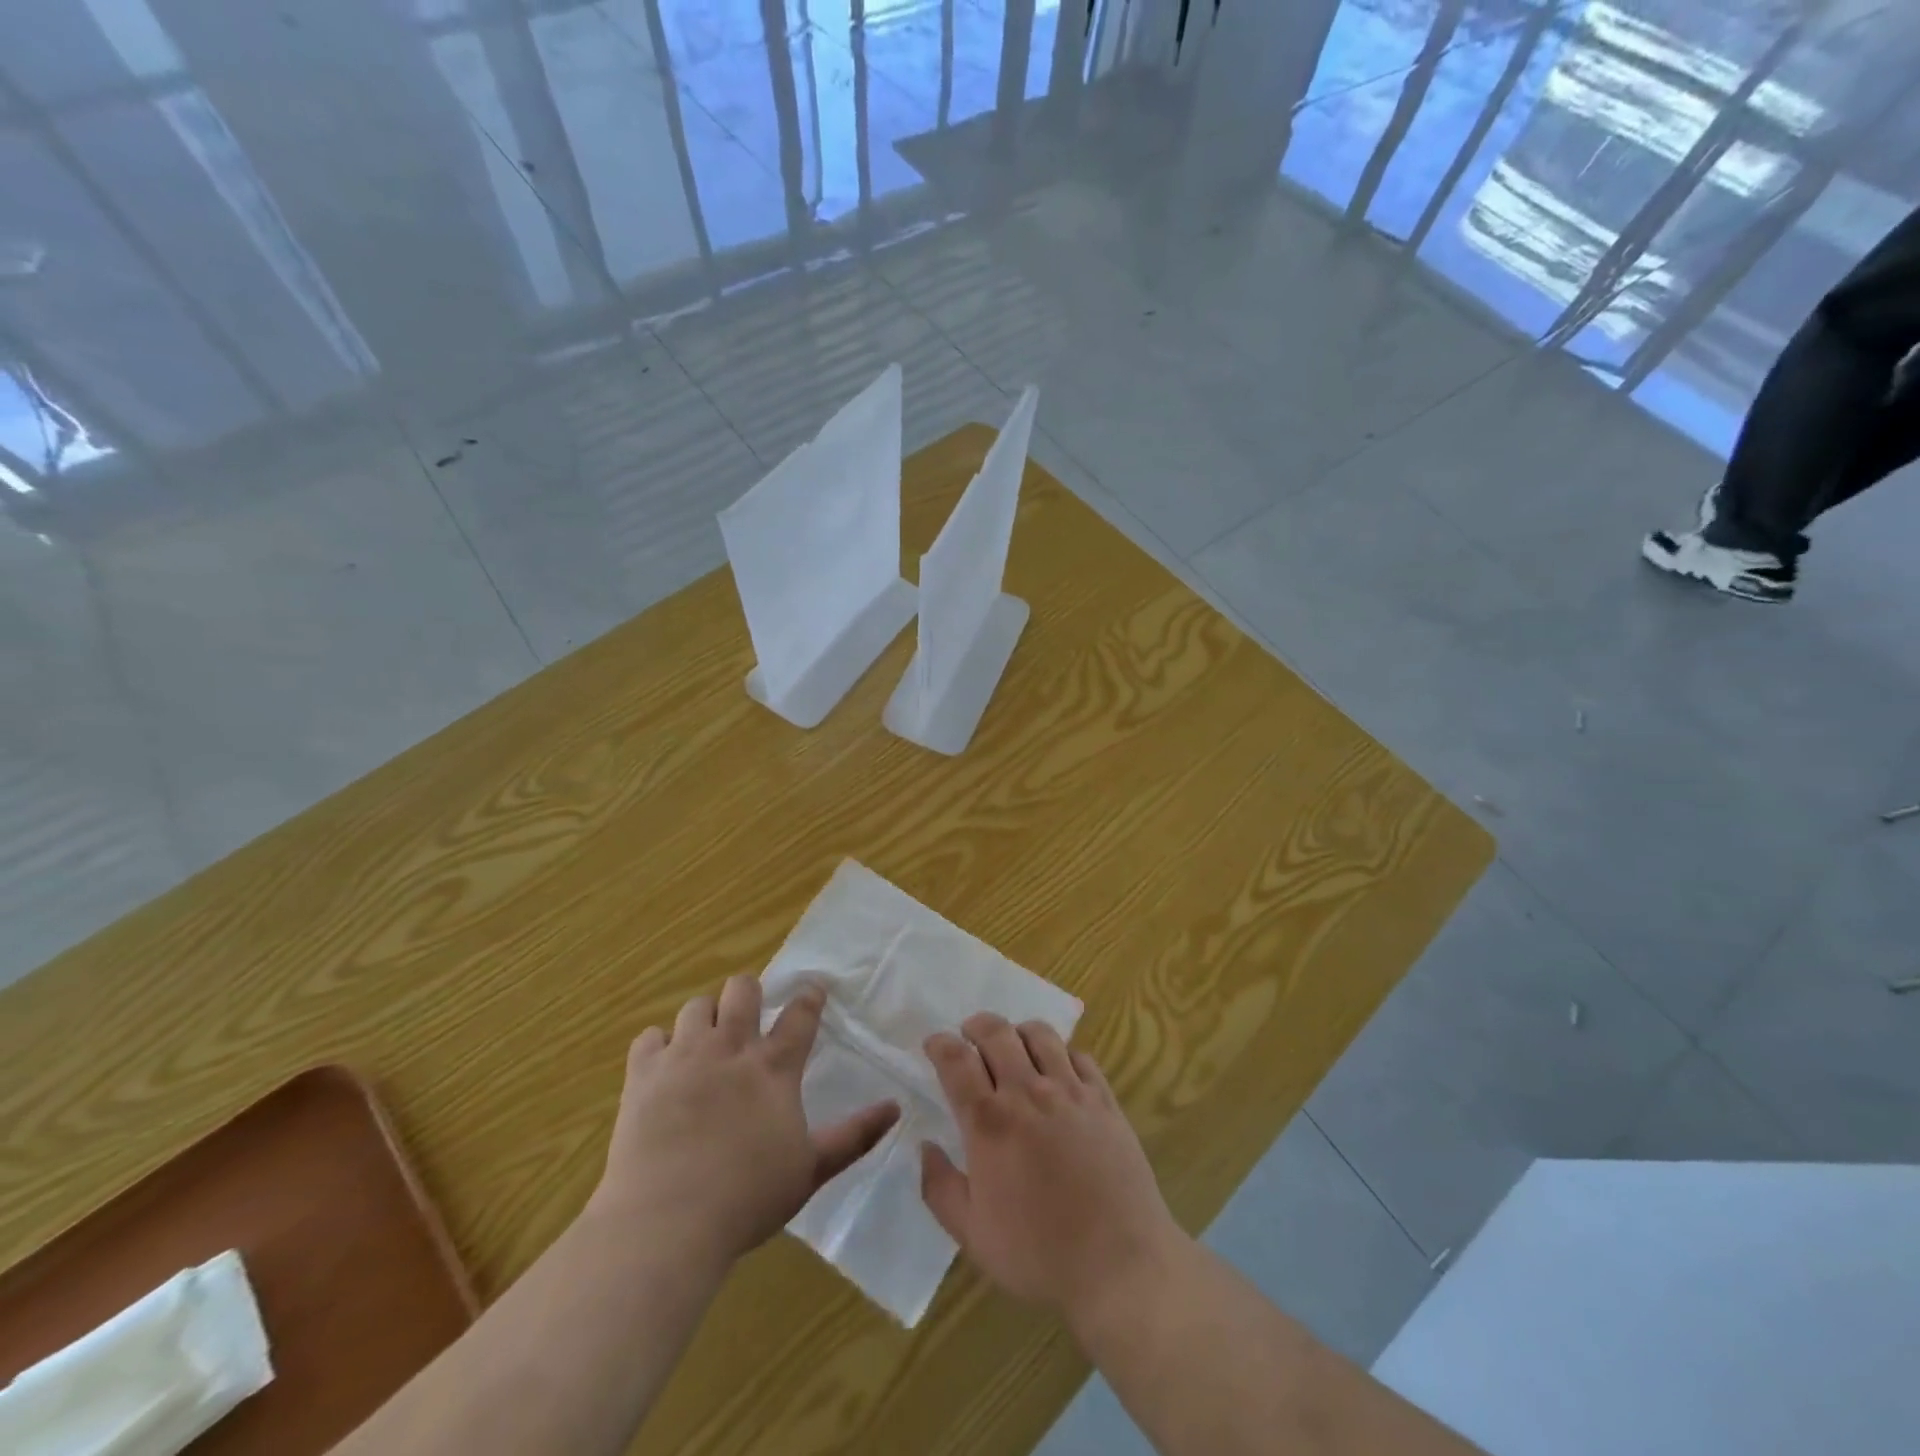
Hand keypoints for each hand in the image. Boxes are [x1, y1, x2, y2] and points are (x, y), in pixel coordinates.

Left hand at [589, 977, 898, 1267]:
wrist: (666, 1224)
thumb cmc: (747, 1199)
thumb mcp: (811, 1169)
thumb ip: (855, 1135)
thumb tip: (896, 1108)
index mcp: (774, 1068)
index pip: (799, 1015)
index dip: (809, 996)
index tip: (813, 987)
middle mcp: (730, 1048)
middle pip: (742, 989)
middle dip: (749, 992)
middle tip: (749, 1015)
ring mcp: (683, 1057)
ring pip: (696, 1006)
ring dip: (705, 1017)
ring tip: (706, 1040)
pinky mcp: (643, 1075)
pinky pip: (649, 1037)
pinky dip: (659, 1045)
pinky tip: (663, 1065)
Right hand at [920, 1013, 1185, 1326]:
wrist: (1120, 1264)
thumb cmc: (1040, 1254)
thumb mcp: (973, 1235)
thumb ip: (940, 1188)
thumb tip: (926, 1147)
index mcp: (990, 1122)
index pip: (956, 1061)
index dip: (940, 1044)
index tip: (933, 1044)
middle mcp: (1028, 1093)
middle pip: (996, 1033)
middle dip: (976, 1026)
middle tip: (969, 1036)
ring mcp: (1070, 1092)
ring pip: (1040, 1035)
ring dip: (1018, 1032)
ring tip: (1013, 1046)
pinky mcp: (1104, 1099)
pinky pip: (1079, 1055)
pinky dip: (1061, 1053)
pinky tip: (1058, 1071)